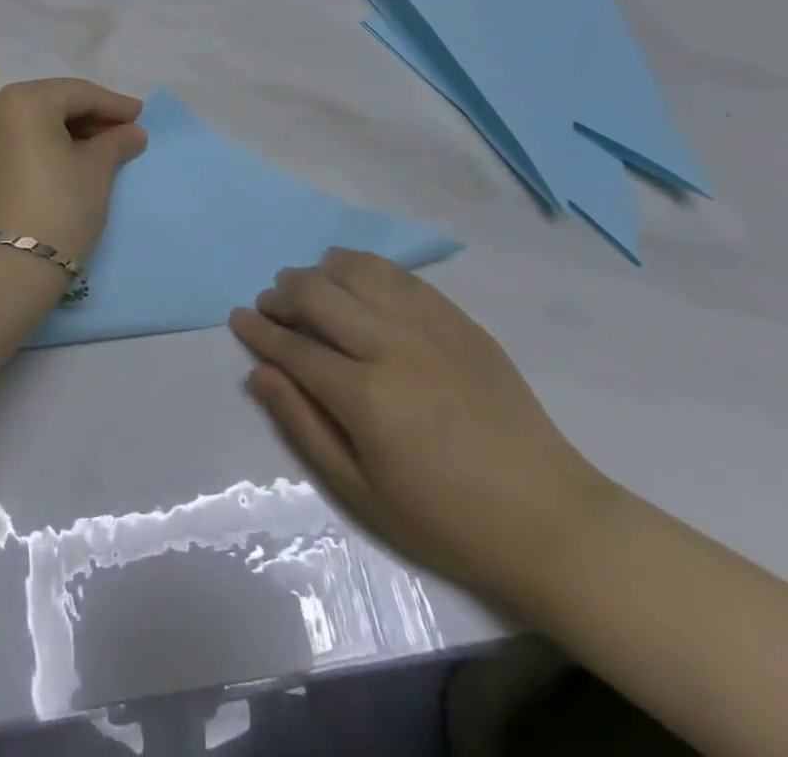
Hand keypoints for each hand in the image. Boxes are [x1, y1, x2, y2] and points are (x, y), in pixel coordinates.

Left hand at [0, 79, 147, 267]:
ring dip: (66, 134)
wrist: (5, 270)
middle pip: (51, 105)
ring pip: (32, 126)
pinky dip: (42, 150)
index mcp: (23, 101)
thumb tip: (132, 132)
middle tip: (122, 134)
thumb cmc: (59, 207)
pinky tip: (64, 167)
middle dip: (89, 118)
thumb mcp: (96, 171)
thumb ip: (116, 143)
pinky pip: (15, 147)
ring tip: (97, 152)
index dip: (114, 104)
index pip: (78, 93)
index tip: (141, 115)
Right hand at [229, 249, 614, 609]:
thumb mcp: (361, 491)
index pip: (294, 347)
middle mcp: (393, 346)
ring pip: (358, 271)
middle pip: (319, 295)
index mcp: (366, 396)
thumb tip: (259, 373)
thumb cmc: (446, 520)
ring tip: (308, 286)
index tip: (237, 317)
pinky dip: (365, 267)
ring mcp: (430, 326)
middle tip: (270, 304)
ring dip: (321, 271)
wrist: (550, 520)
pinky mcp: (458, 320)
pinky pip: (399, 275)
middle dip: (283, 294)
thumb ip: (304, 425)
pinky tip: (352, 276)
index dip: (259, 330)